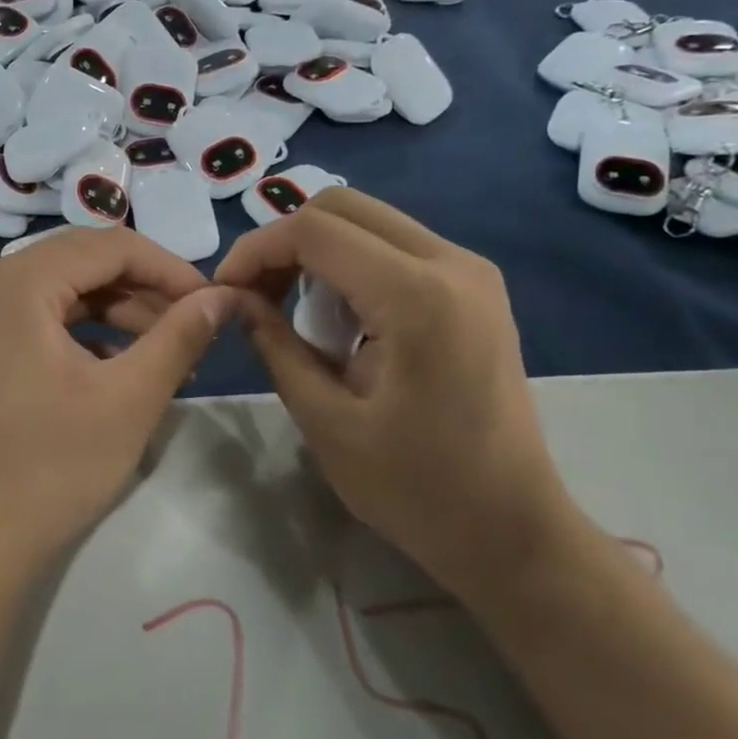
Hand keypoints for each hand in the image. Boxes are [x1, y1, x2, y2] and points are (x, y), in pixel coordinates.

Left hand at [0, 229, 235, 572]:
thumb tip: (225, 296)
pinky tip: (124, 364)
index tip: (213, 303)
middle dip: (146, 289)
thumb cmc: (55, 466)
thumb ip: (180, 335)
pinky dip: (89, 331)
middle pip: (85, 261)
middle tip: (194, 326)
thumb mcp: (131, 397)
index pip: (110, 245)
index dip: (169, 268)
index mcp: (18, 282)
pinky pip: (45, 316)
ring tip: (170, 352)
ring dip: (121, 311)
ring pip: (67, 289)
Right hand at [214, 189, 578, 601]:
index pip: (315, 230)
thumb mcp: (324, 420)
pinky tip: (339, 318)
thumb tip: (236, 298)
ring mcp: (471, 271)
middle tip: (256, 297)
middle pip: (343, 207)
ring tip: (291, 310)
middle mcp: (452, 263)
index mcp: (416, 296)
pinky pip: (395, 246)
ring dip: (317, 252)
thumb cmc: (416, 488)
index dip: (256, 250)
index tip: (224, 291)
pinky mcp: (475, 288)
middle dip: (284, 242)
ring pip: (369, 221)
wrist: (513, 531)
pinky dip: (350, 265)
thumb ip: (275, 345)